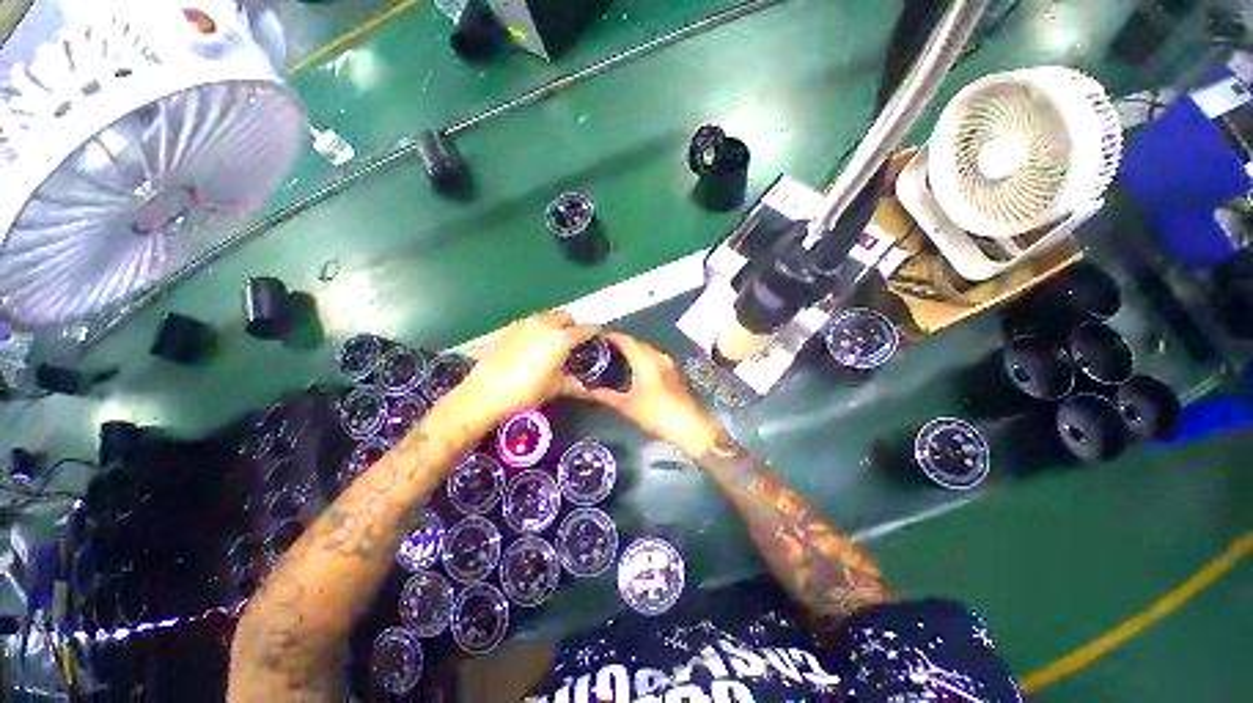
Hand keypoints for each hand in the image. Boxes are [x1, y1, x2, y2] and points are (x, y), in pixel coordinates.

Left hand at [453, 311, 598, 422]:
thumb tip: (585, 386)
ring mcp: (525, 324)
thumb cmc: (526, 391)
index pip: (585, 329)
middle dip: (573, 326)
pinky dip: (538, 330)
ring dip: (555, 326)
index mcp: (560, 338)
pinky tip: (533, 347)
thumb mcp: (555, 387)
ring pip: (547, 317)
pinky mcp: (509, 328)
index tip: (598, 337)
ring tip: (553, 344)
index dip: (594, 332)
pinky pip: (531, 323)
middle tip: (574, 342)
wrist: (485, 393)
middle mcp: (544, 324)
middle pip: (566, 317)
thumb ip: (573, 383)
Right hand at [569, 333, 721, 456]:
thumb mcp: (627, 405)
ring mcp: (668, 363)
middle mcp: (658, 355)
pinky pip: (652, 358)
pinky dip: (640, 359)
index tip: (594, 339)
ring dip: (630, 351)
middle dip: (618, 344)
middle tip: (600, 351)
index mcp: (646, 359)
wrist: (689, 427)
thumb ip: (604, 395)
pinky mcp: (673, 372)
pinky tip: (631, 370)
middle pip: (635, 343)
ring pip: (645, 350)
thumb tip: (584, 389)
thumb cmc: (656, 414)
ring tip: (612, 359)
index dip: (609, 337)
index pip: (625, 340)